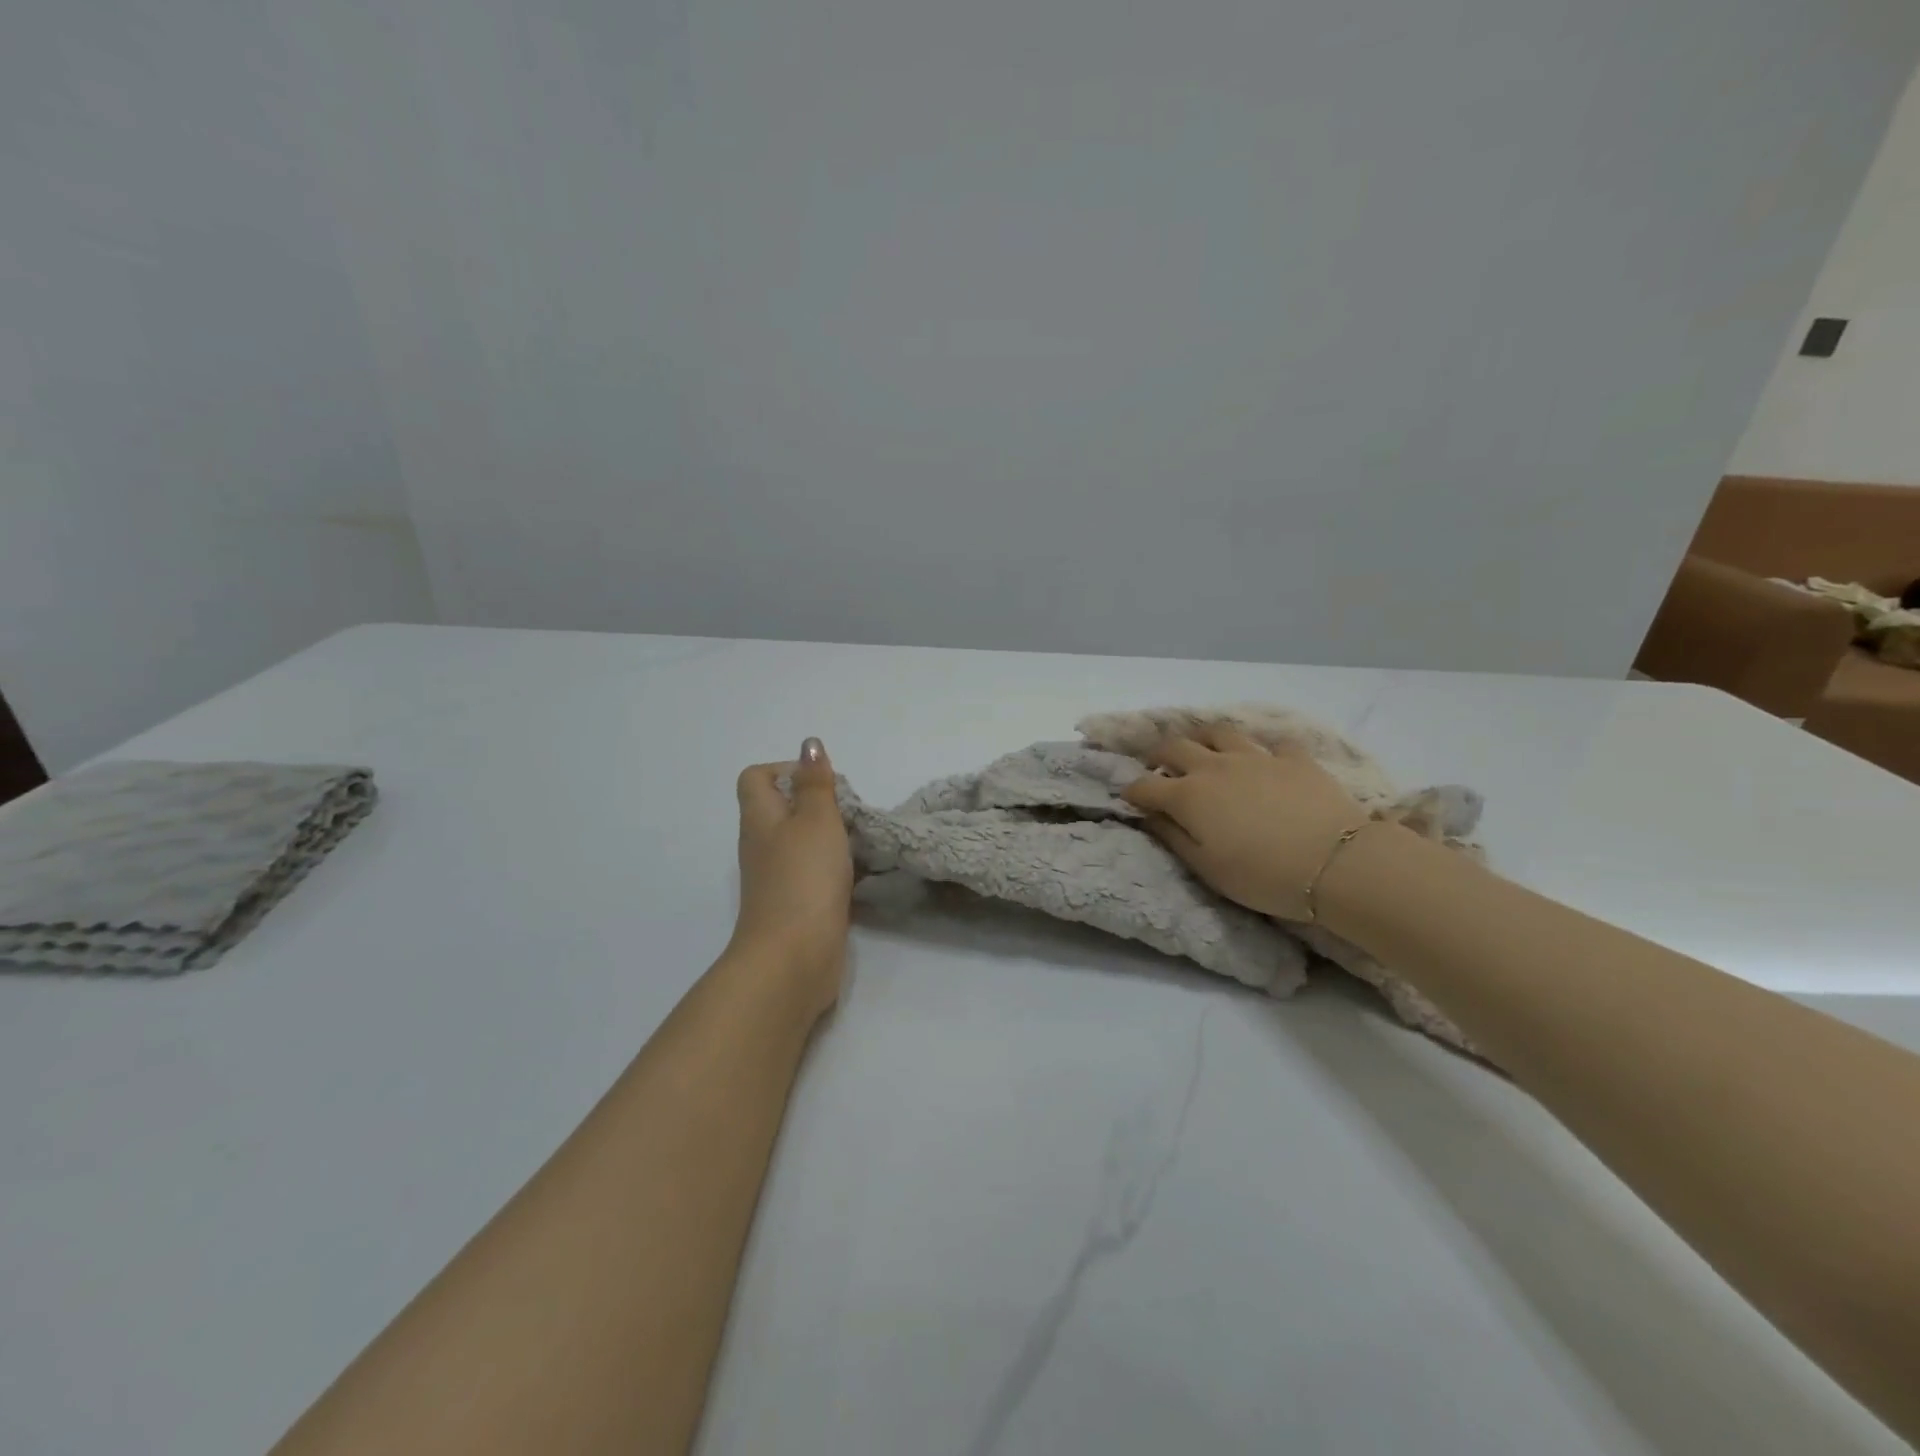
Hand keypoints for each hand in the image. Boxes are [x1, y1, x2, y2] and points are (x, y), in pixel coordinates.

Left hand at [730, 739, 853, 1015]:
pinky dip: (836, 869)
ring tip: (862, 840)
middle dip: (819, 804)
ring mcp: (777, 878)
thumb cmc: (804, 877)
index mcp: (760, 818)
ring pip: (802, 843)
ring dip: (831, 837)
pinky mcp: (796, 905)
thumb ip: (816, 782)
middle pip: (783, 809)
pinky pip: (814, 873)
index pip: (757, 777)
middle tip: (851, 812)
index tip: (823, 782)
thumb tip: (809, 744)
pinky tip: (862, 874)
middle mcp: (762, 845)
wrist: (794, 957)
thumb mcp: (816, 819)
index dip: (786, 769)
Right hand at [1121, 724, 1371, 921]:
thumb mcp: (1208, 869)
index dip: (1132, 791)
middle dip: (1159, 756)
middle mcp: (1215, 767)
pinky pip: (1272, 744)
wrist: (1337, 864)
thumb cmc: (1263, 876)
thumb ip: (1173, 838)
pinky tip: (1265, 763)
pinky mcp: (1294, 758)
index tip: (1129, 799)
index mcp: (1188, 796)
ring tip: (1205, 751)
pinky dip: (1261, 751)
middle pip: (1175, 747)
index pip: (1146, 786)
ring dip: (1204, 740)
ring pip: (1219, 733)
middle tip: (1158, 767)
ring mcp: (1256, 757)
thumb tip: (1149, 816)